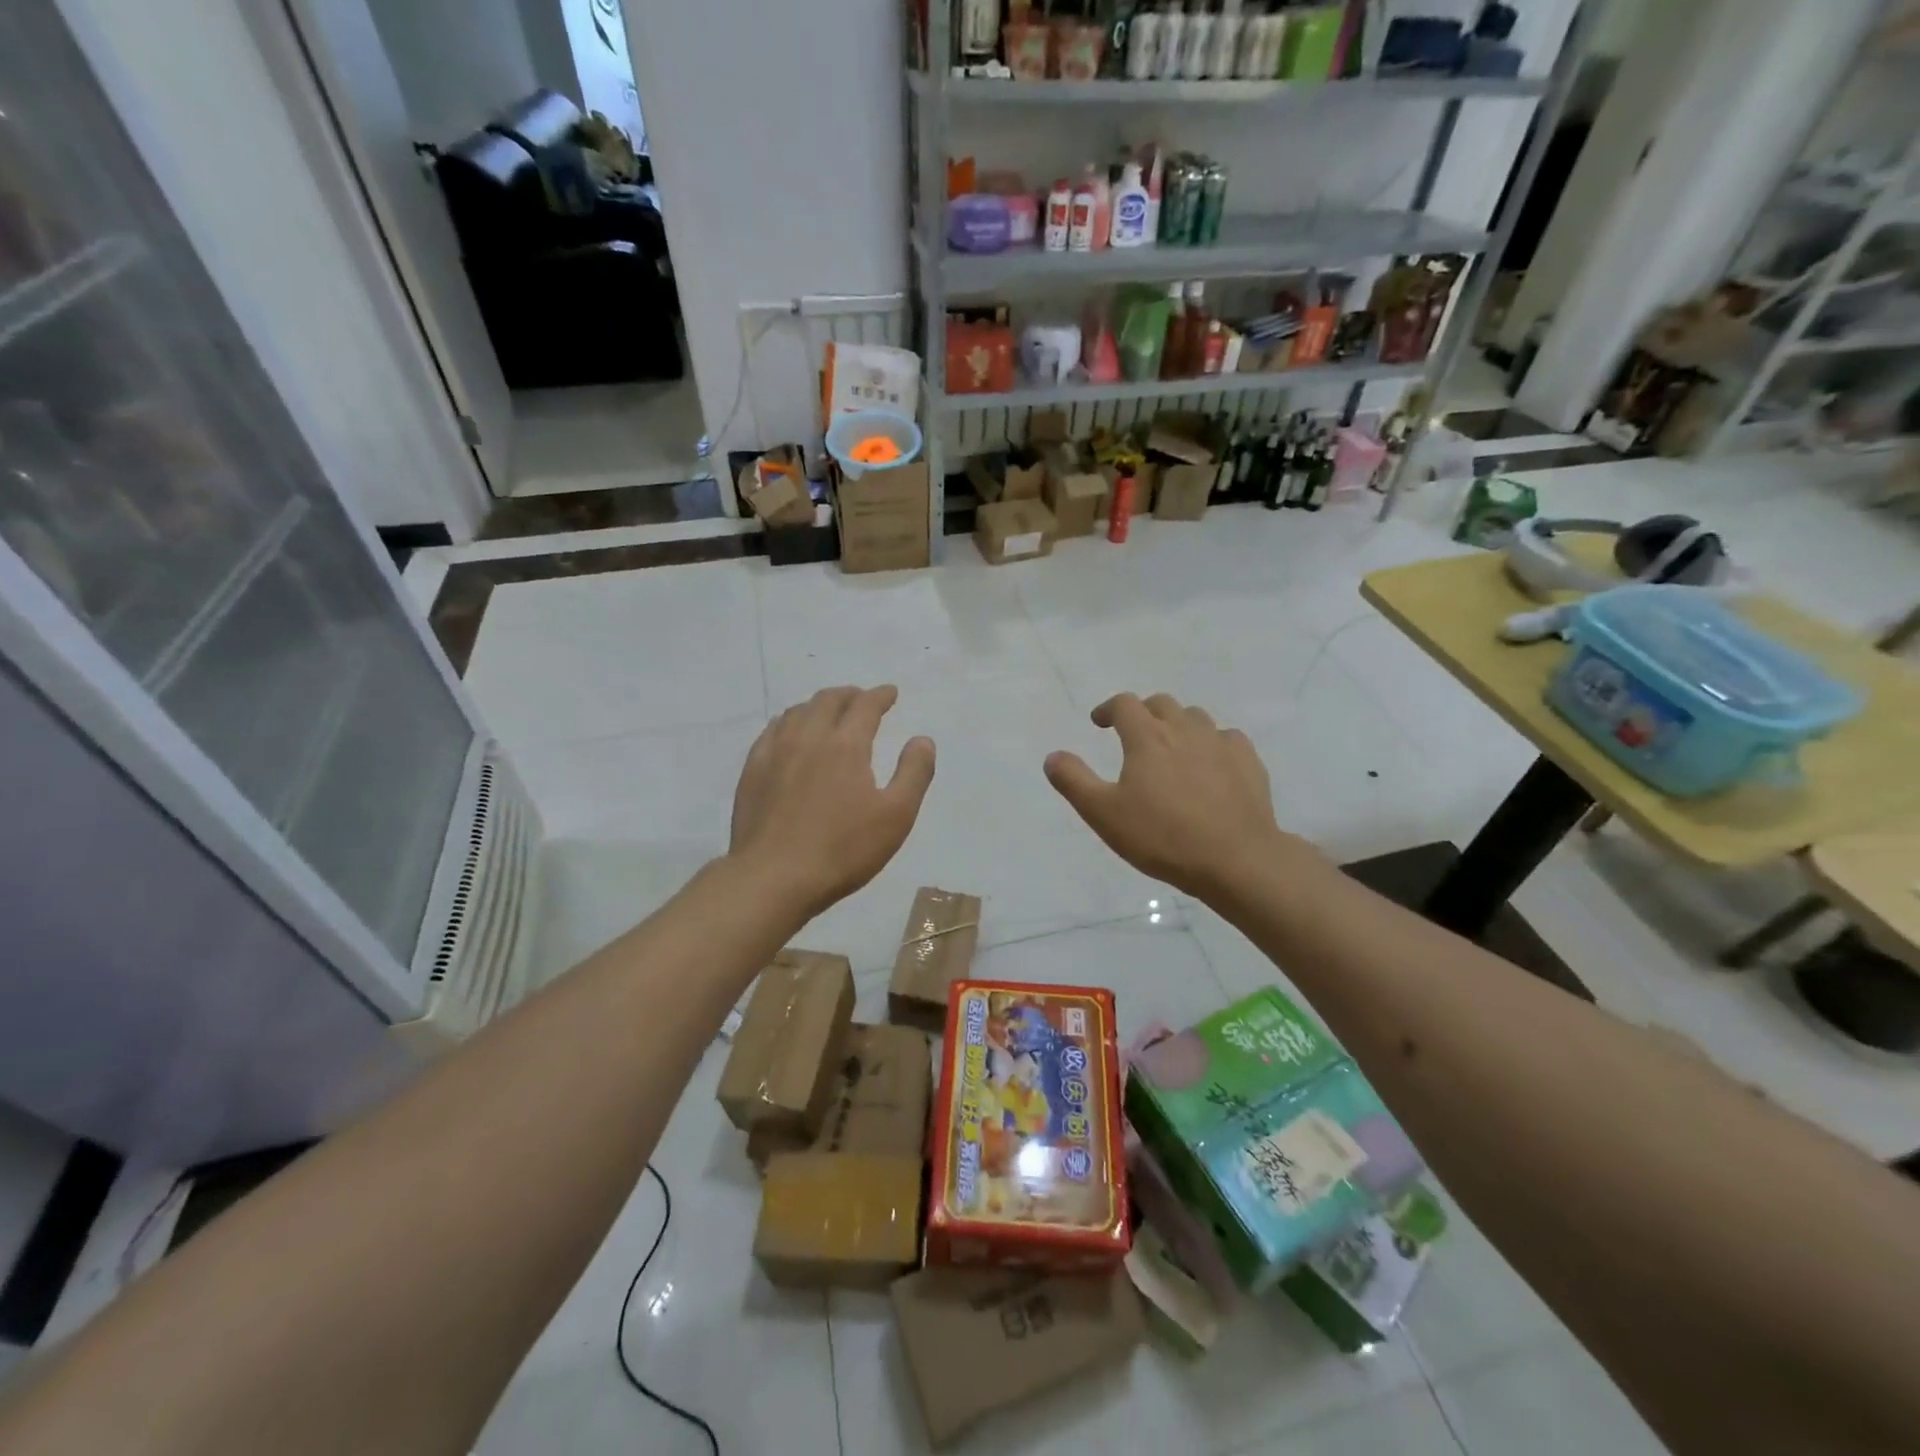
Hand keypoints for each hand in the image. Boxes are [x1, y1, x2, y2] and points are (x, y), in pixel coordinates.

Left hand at [730, 686, 935, 916]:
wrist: (773, 878)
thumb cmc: (843, 850)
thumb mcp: (896, 816)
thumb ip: (914, 772)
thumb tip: (922, 739)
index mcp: (846, 744)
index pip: (865, 705)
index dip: (881, 695)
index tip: (891, 693)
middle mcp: (808, 737)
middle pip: (828, 700)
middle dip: (850, 695)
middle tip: (862, 699)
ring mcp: (775, 752)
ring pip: (798, 712)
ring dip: (819, 705)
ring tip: (829, 713)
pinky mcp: (752, 770)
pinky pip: (773, 730)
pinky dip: (790, 721)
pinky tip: (791, 733)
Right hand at [1044, 693, 1289, 900]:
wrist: (1235, 859)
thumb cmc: (1162, 837)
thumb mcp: (1104, 814)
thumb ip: (1074, 781)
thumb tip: (1053, 756)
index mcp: (1147, 737)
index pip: (1124, 704)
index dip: (1108, 709)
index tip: (1099, 722)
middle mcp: (1184, 729)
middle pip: (1161, 704)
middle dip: (1143, 712)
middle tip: (1133, 733)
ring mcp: (1220, 743)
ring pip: (1195, 717)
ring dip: (1177, 724)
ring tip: (1171, 747)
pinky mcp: (1248, 761)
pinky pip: (1227, 738)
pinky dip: (1212, 743)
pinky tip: (1210, 764)